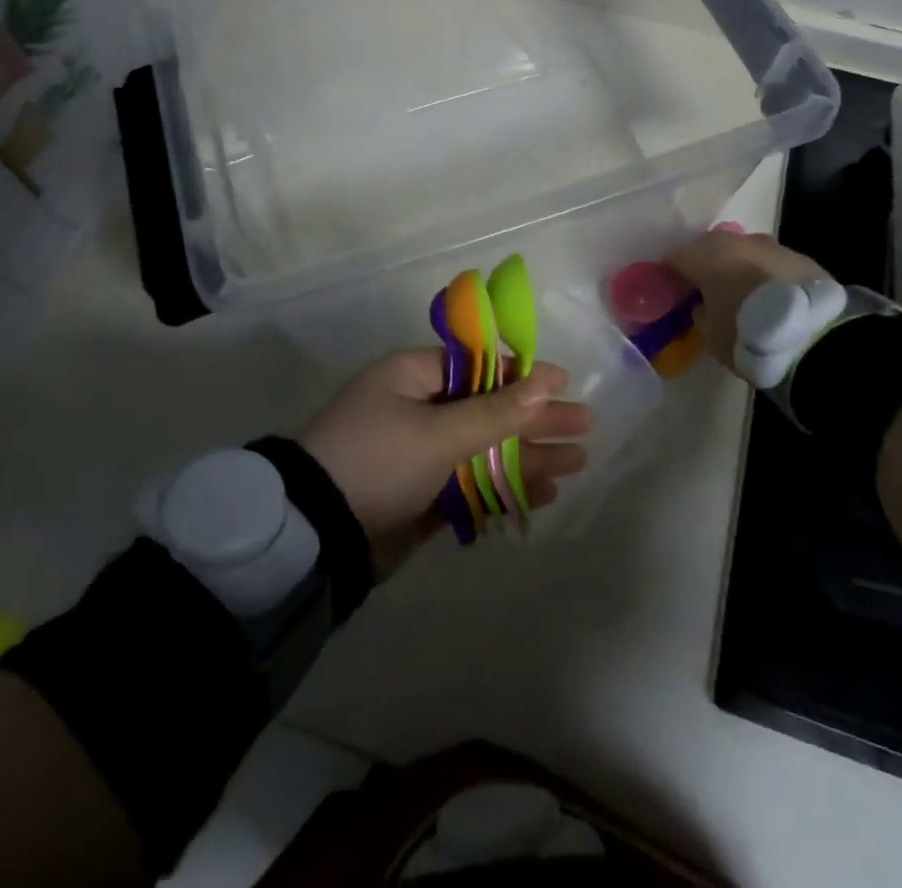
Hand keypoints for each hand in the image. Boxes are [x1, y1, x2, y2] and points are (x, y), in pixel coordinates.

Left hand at [299, 351, 589, 577]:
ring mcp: (420, 454)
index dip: (522, 374)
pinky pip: (472, 484)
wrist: (316, 536)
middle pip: (488, 409)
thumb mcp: (436, 433)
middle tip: (585, 426)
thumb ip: (493, 413)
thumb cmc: (376, 461)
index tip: (563, 383)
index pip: (478, 366)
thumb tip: (543, 385)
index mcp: (412, 377)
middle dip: (535, 420)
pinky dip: (504, 487)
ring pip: (484, 450)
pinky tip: (543, 493)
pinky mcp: (422, 495)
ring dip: (528, 457)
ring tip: (576, 464)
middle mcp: (417, 409)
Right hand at [665, 231, 832, 380]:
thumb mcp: (710, 335)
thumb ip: (700, 314)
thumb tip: (702, 305)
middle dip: (705, 268)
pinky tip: (772, 299)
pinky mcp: (801, 257)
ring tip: (744, 297)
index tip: (671, 295)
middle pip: (709, 249)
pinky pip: (771, 264)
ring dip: (738, 269)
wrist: (815, 336)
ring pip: (743, 253)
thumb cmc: (748, 334)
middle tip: (706, 294)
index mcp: (705, 255)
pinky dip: (765, 275)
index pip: (674, 259)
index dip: (670, 277)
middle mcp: (736, 241)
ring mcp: (772, 245)